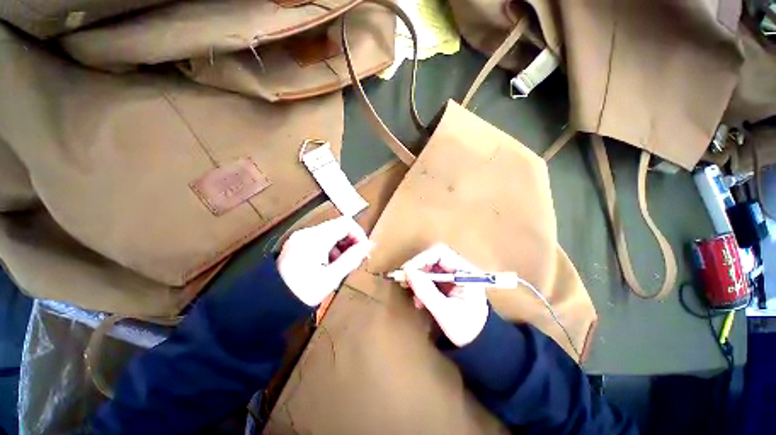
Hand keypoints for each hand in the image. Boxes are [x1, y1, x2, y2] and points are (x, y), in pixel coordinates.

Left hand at [278, 216, 373, 306]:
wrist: (268, 304)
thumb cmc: (301, 292)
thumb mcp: (331, 277)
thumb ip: (352, 258)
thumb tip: (369, 245)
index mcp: (315, 238)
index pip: (346, 223)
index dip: (359, 234)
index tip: (363, 251)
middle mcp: (307, 233)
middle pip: (338, 227)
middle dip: (351, 241)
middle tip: (356, 260)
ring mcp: (301, 237)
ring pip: (330, 233)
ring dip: (341, 246)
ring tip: (342, 265)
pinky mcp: (297, 244)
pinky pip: (320, 239)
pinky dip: (330, 248)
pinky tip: (329, 264)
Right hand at [402, 244, 488, 346]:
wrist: (478, 343)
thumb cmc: (466, 328)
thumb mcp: (444, 311)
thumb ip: (426, 291)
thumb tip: (408, 272)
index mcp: (465, 272)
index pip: (441, 253)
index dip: (422, 259)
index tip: (407, 270)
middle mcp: (460, 269)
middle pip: (434, 258)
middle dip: (418, 268)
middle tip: (405, 280)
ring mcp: (454, 275)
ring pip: (430, 267)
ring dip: (418, 277)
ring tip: (411, 291)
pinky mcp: (448, 283)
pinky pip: (431, 277)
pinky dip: (421, 285)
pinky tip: (419, 299)